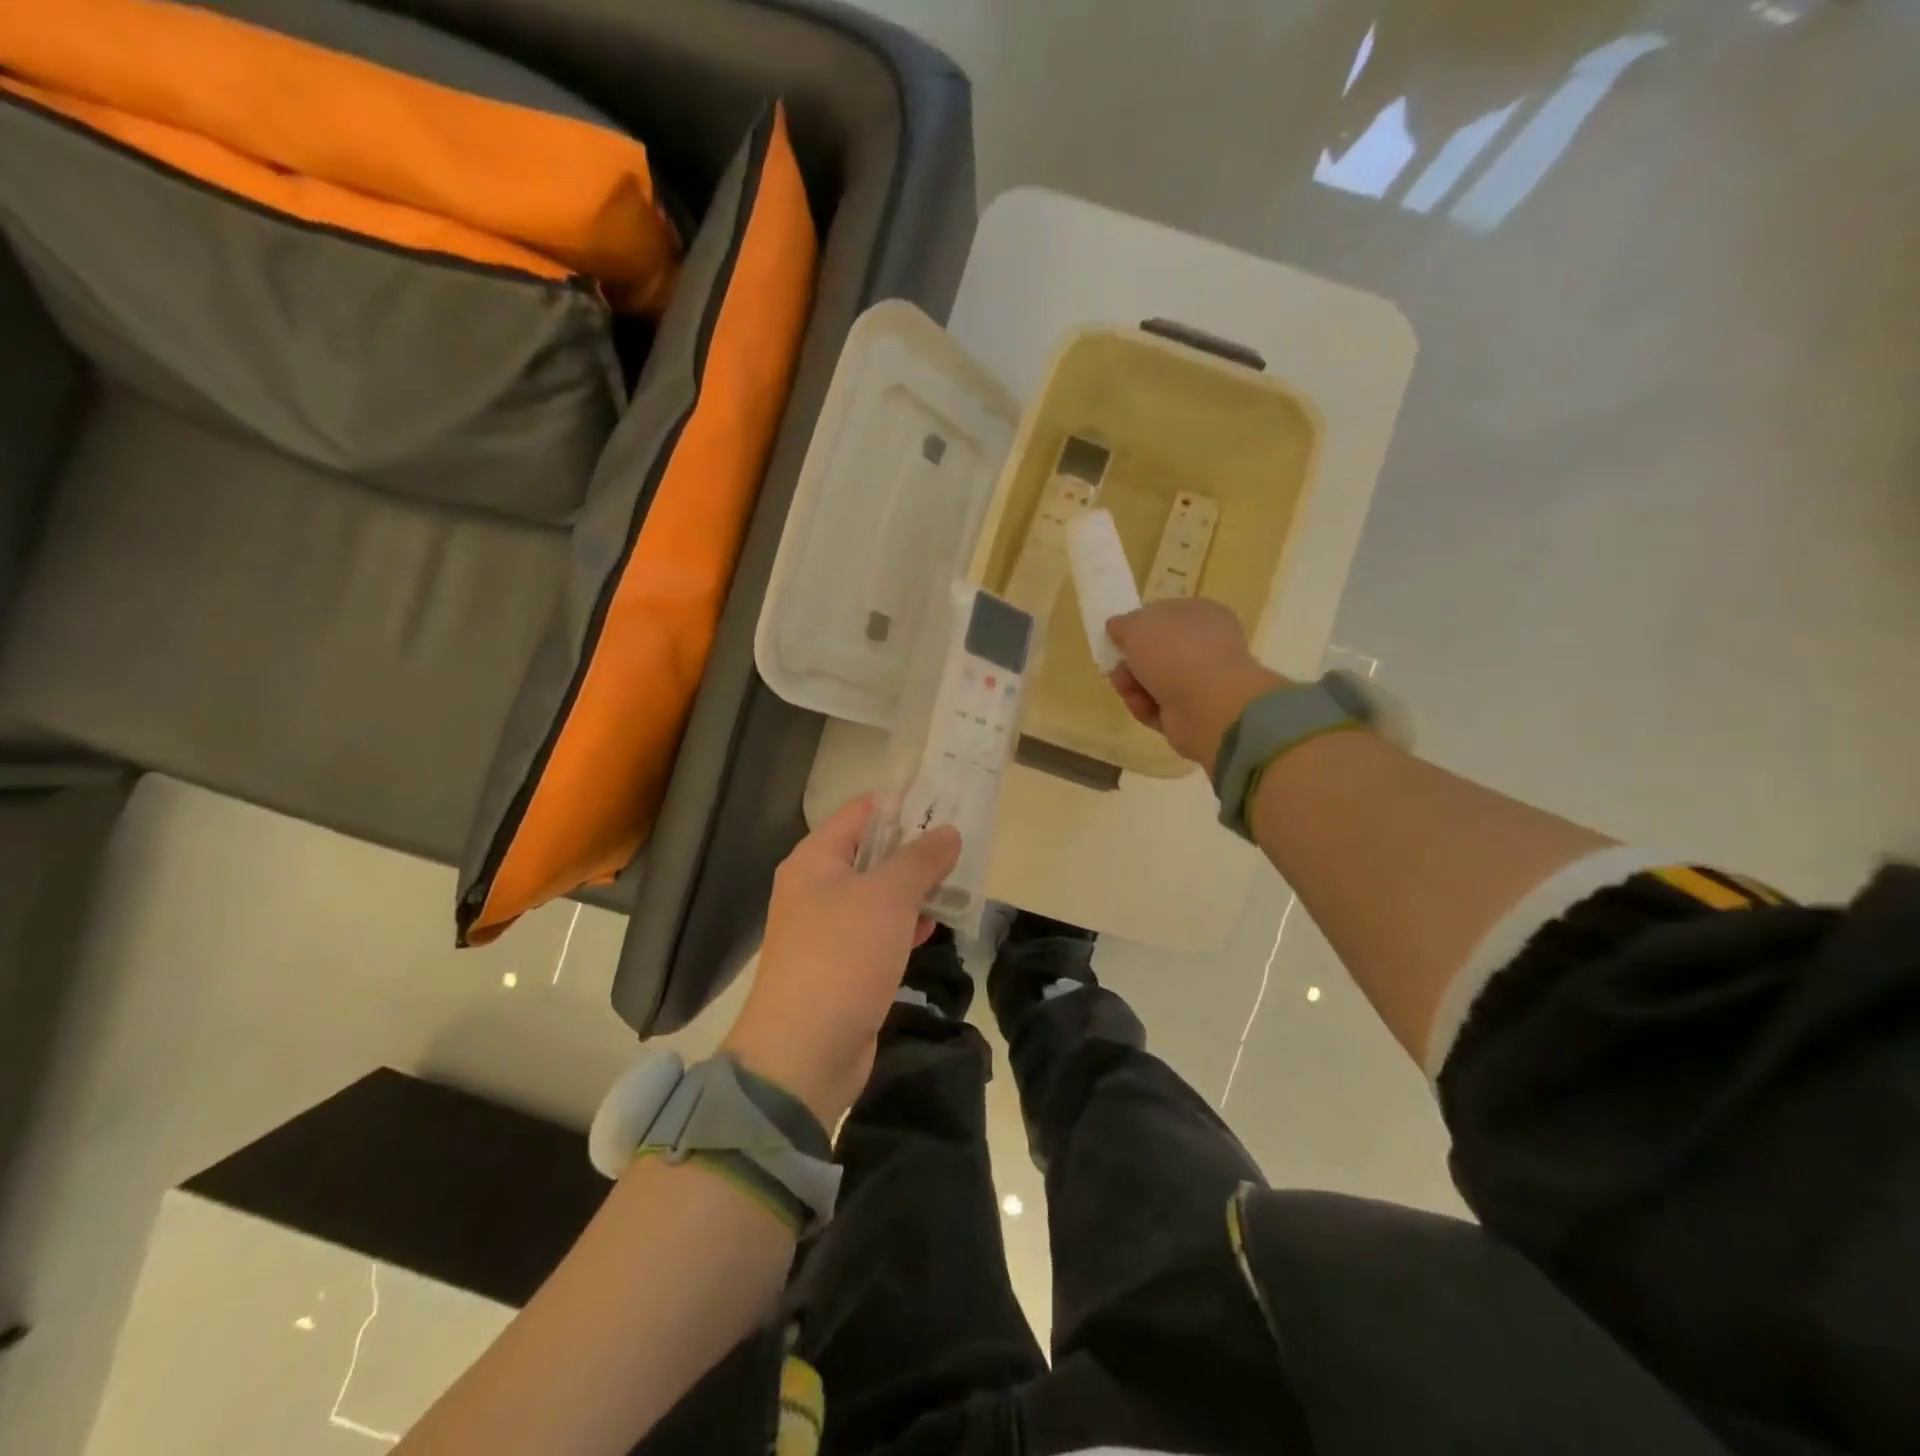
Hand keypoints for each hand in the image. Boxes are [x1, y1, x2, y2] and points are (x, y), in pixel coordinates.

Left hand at [723, 796, 961, 1127]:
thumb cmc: (842, 957)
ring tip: (961, 881)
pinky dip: (907, 924)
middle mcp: (817, 888)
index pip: (861, 812)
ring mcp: (829, 929)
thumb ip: (920, 860)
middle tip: (963, 844)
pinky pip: (880, 931)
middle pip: (872, 853)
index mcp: (816, 860)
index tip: (946, 802)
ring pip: (879, 895)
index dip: (902, 804)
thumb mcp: (887, 897)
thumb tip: (948, 832)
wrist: (804, 1053)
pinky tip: (936, 926)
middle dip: (916, 849)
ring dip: (916, 889)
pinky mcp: (844, 965)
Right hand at [1106, 599, 1287, 769]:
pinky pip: (1158, 707)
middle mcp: (1205, 646)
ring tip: (1124, 687)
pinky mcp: (1191, 713)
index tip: (1116, 636)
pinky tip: (1139, 705)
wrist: (1209, 707)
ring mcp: (1200, 682)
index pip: (1165, 615)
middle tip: (1115, 665)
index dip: (1138, 625)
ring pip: (1153, 681)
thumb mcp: (1137, 625)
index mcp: (1201, 615)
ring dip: (1132, 684)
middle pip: (1156, 652)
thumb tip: (1117, 627)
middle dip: (1130, 659)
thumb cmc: (1176, 653)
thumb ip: (1122, 624)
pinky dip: (1144, 706)